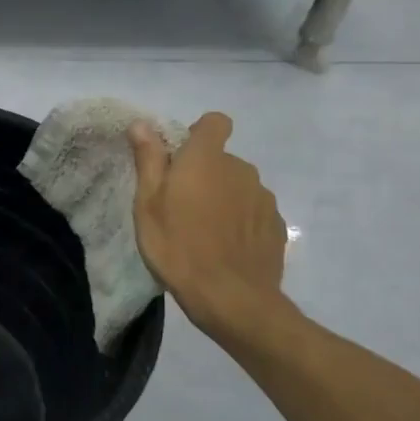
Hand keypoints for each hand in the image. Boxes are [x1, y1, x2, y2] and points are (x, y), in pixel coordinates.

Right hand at [129, 112, 290, 342]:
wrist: (232, 298)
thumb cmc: (178, 247)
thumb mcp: (148, 204)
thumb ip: (149, 160)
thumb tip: (142, 124)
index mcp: (206, 159)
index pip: (214, 122)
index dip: (198, 134)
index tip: (180, 159)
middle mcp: (241, 169)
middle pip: (222, 159)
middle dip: (205, 174)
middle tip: (181, 207)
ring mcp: (263, 198)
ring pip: (238, 186)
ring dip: (223, 199)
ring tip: (204, 233)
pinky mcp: (276, 225)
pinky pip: (253, 212)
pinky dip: (240, 222)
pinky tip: (226, 249)